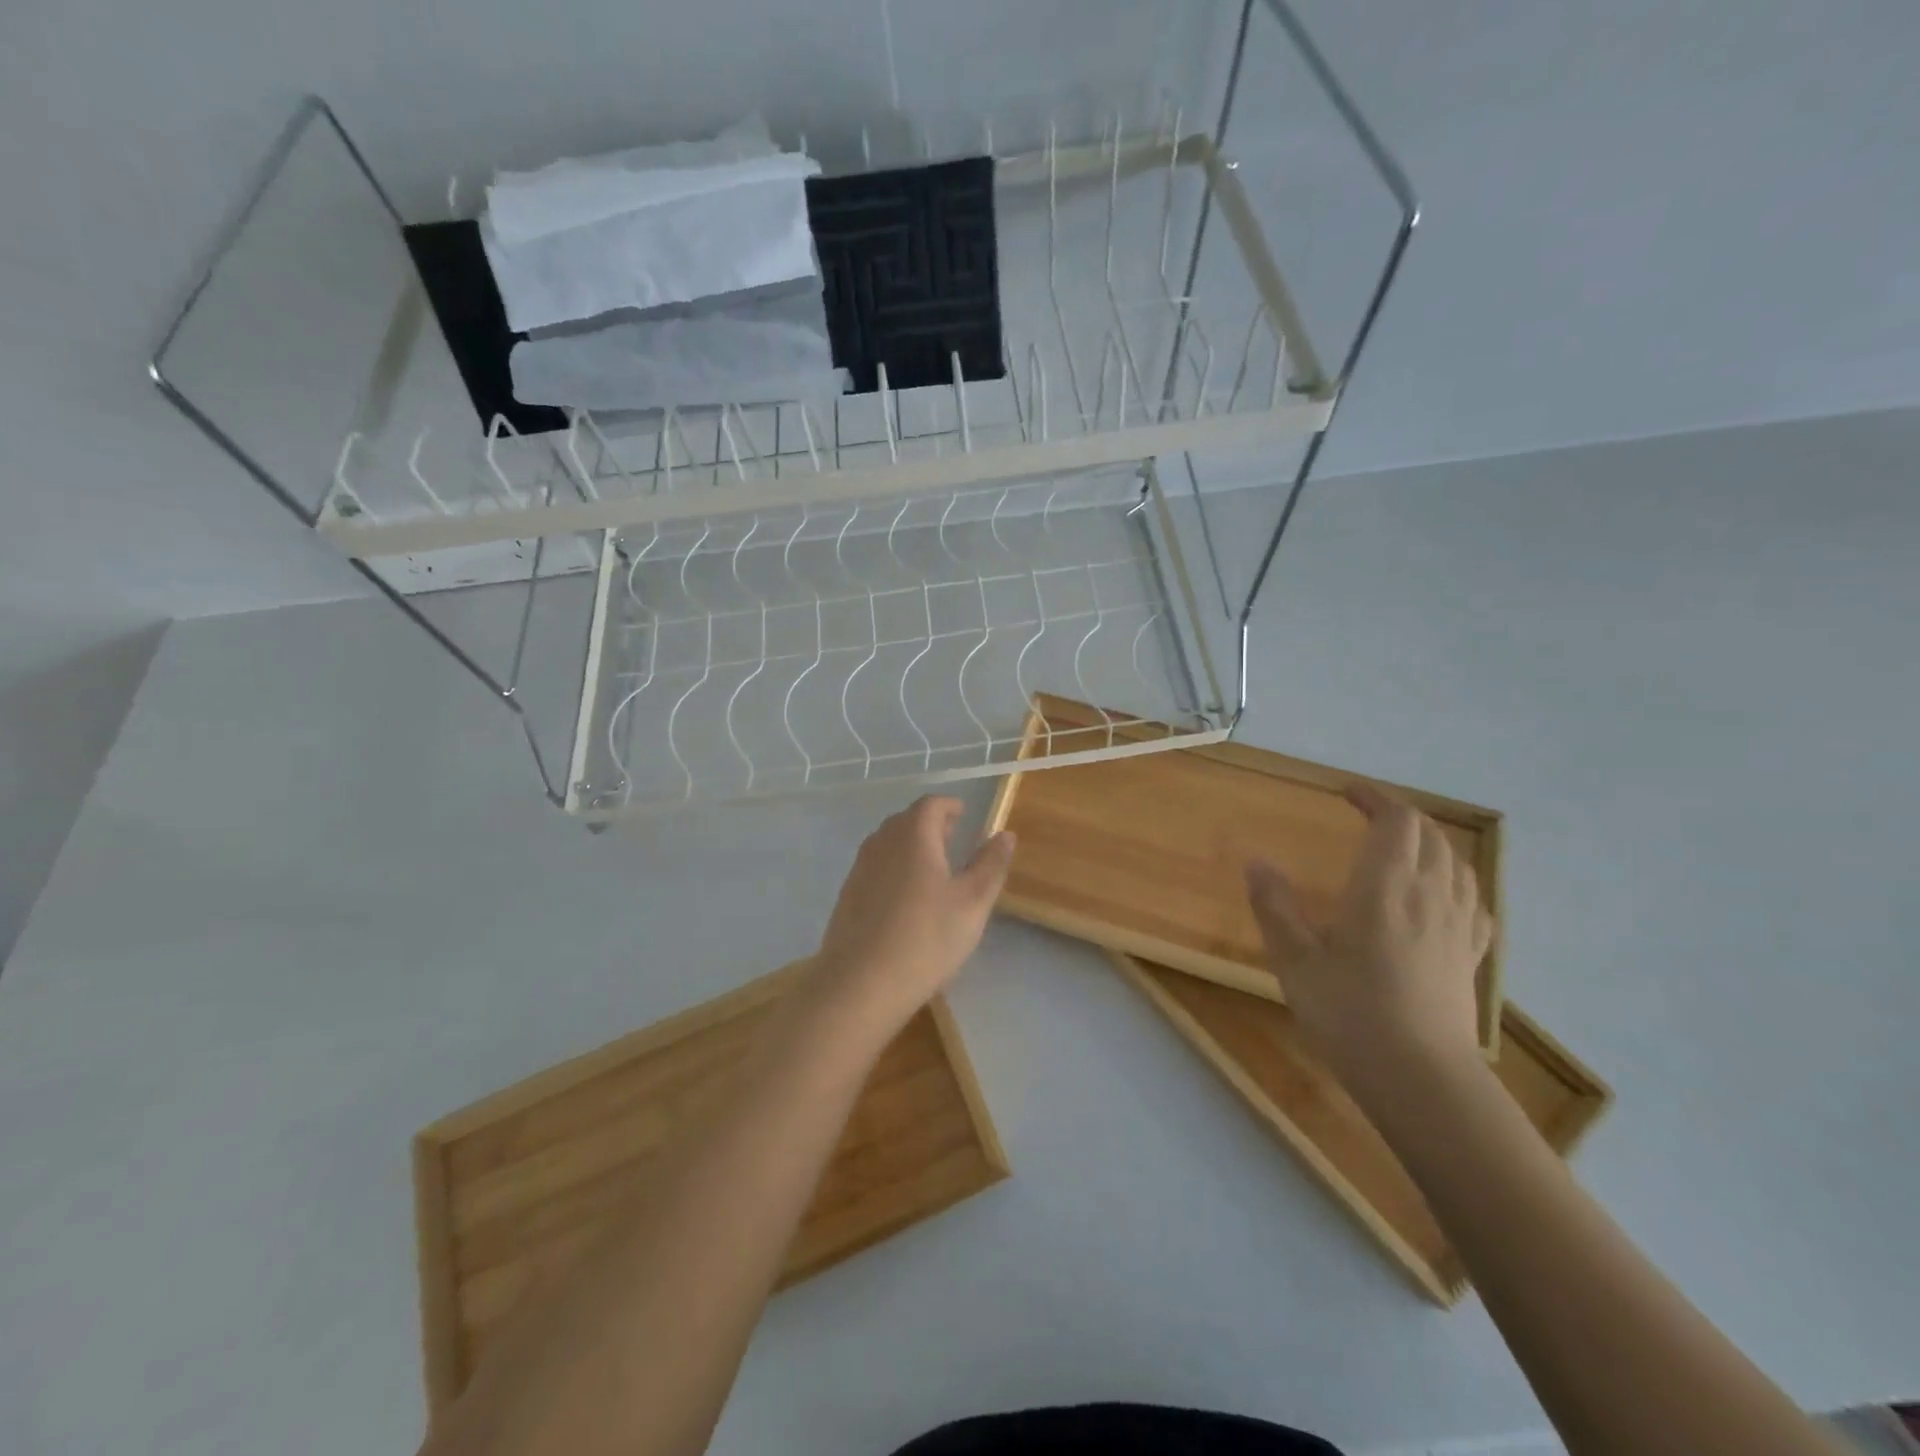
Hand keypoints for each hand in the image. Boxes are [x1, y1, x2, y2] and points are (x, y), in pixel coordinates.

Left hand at [808, 796, 1015, 1035]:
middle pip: (906, 820)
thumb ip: (991, 865)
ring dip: (910, 845)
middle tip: (952, 837)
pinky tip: (905, 897)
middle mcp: (881, 843)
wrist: (860, 985)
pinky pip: (875, 867)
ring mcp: (859, 869)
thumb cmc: (926, 939)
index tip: (964, 814)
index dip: (949, 806)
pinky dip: (894, 867)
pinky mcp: (847, 896)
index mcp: (913, 836)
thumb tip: (1005, 834)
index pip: (930, 804)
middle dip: (930, 823)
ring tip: (932, 865)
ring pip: (887, 843)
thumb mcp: (972, 903)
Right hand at [1243, 784, 1492, 1092]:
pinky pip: (1473, 901)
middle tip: (1367, 816)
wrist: (1422, 1079)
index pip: (1396, 821)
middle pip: (1429, 835)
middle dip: (1399, 816)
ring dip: (1429, 843)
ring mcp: (1457, 926)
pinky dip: (1455, 881)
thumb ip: (1274, 906)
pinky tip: (1443, 897)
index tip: (1347, 793)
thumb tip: (1255, 862)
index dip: (1374, 798)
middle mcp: (1429, 895)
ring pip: (1456, 863)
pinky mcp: (1470, 957)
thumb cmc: (1351, 1014)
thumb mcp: (1296, 960)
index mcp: (1386, 887)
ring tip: (1402, 848)